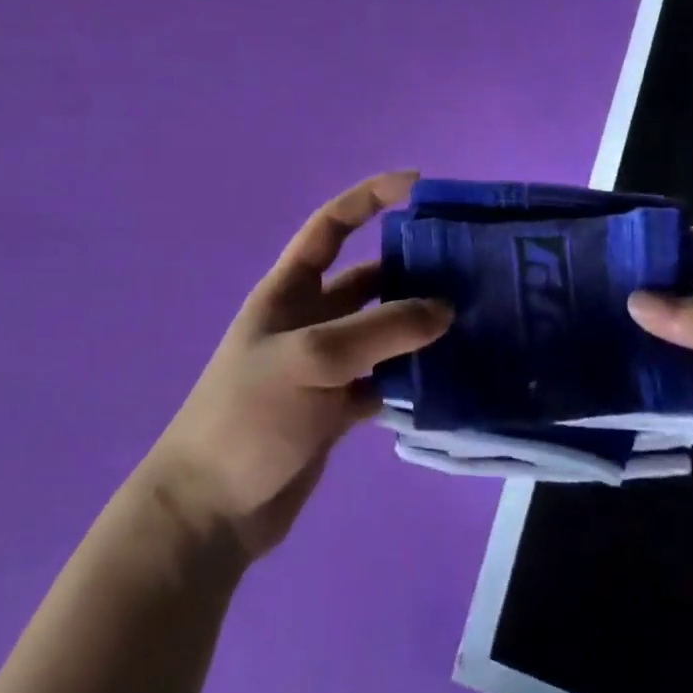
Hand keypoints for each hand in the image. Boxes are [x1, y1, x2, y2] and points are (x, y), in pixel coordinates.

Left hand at [140, 171, 451, 560]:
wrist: (214, 507)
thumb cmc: (250, 416)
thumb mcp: (312, 358)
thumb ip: (381, 330)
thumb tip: (445, 308)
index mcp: (289, 291)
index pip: (330, 227)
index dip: (369, 198)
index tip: (418, 185)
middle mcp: (310, 320)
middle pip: (369, 280)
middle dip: (414, 270)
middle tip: (472, 270)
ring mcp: (326, 366)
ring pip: (383, 333)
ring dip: (421, 328)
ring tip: (477, 321)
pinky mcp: (339, 407)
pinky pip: (386, 380)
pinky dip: (415, 379)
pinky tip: (453, 379)